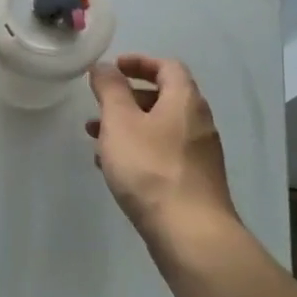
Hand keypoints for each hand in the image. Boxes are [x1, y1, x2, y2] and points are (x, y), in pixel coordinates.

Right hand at [88, 54, 239, 250]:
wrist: (190, 233)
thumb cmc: (151, 168)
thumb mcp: (120, 122)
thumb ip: (110, 90)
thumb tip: (105, 66)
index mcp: (185, 101)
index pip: (167, 67)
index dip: (139, 62)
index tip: (113, 68)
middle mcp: (199, 122)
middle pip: (164, 97)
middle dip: (128, 98)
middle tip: (100, 106)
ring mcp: (200, 154)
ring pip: (160, 128)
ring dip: (130, 127)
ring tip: (97, 140)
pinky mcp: (194, 181)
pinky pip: (163, 153)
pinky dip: (139, 150)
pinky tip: (116, 169)